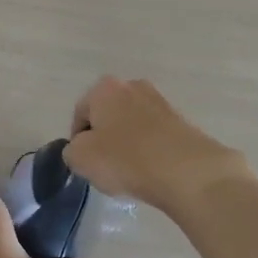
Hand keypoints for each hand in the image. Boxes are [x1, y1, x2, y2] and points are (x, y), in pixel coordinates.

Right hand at [64, 76, 251, 216]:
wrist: (185, 170)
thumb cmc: (125, 159)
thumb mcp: (80, 158)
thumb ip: (72, 150)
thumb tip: (82, 148)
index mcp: (104, 88)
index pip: (80, 114)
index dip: (78, 141)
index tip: (86, 164)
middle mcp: (132, 86)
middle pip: (108, 116)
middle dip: (104, 139)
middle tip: (106, 167)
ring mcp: (159, 100)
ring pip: (131, 125)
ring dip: (127, 144)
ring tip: (131, 172)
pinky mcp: (180, 119)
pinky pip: (153, 135)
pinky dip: (148, 149)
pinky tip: (151, 170)